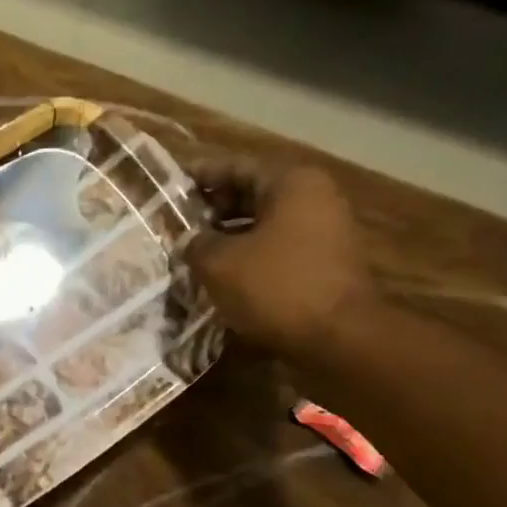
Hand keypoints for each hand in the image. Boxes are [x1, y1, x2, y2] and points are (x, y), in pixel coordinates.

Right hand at [184, 161, 377, 356]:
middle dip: (211, 211)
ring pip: (263, 227)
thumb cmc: (276, 287)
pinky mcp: (323, 266)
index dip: (199, 177)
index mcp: (292, 183)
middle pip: (252, 195)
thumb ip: (196, 244)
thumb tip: (189, 241)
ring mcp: (323, 234)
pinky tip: (221, 279)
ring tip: (192, 255)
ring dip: (227, 239)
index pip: (236, 167)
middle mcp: (313, 199)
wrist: (337, 339)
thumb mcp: (219, 263)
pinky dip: (248, 260)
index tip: (169, 189)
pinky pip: (276, 253)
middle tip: (176, 226)